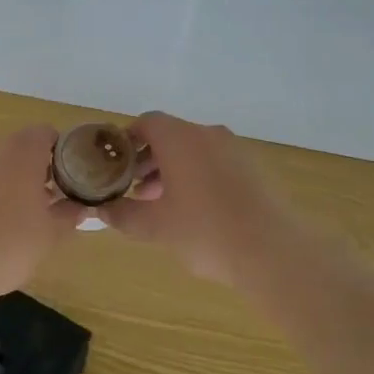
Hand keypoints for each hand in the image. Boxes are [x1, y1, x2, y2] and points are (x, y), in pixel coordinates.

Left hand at [0, 125, 82, 303]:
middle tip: (46, 203)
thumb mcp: (49, 234)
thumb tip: (79, 208)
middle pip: (20, 149)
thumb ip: (68, 215)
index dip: (61, 155)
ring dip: (7, 184)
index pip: (48, 135)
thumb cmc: (6, 243)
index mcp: (22, 149)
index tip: (68, 180)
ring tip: (17, 220)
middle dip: (34, 171)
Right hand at [100, 112, 299, 286]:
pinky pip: (216, 163)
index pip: (146, 123)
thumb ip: (123, 215)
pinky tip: (196, 211)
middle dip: (149, 160)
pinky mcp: (254, 168)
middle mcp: (207, 134)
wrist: (272, 251)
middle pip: (171, 136)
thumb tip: (101, 211)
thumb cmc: (204, 231)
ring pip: (194, 150)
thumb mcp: (154, 227)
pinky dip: (199, 177)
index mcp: (180, 138)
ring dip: (173, 170)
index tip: (116, 166)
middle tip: (135, 190)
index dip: (127, 141)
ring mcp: (235, 149)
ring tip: (163, 204)